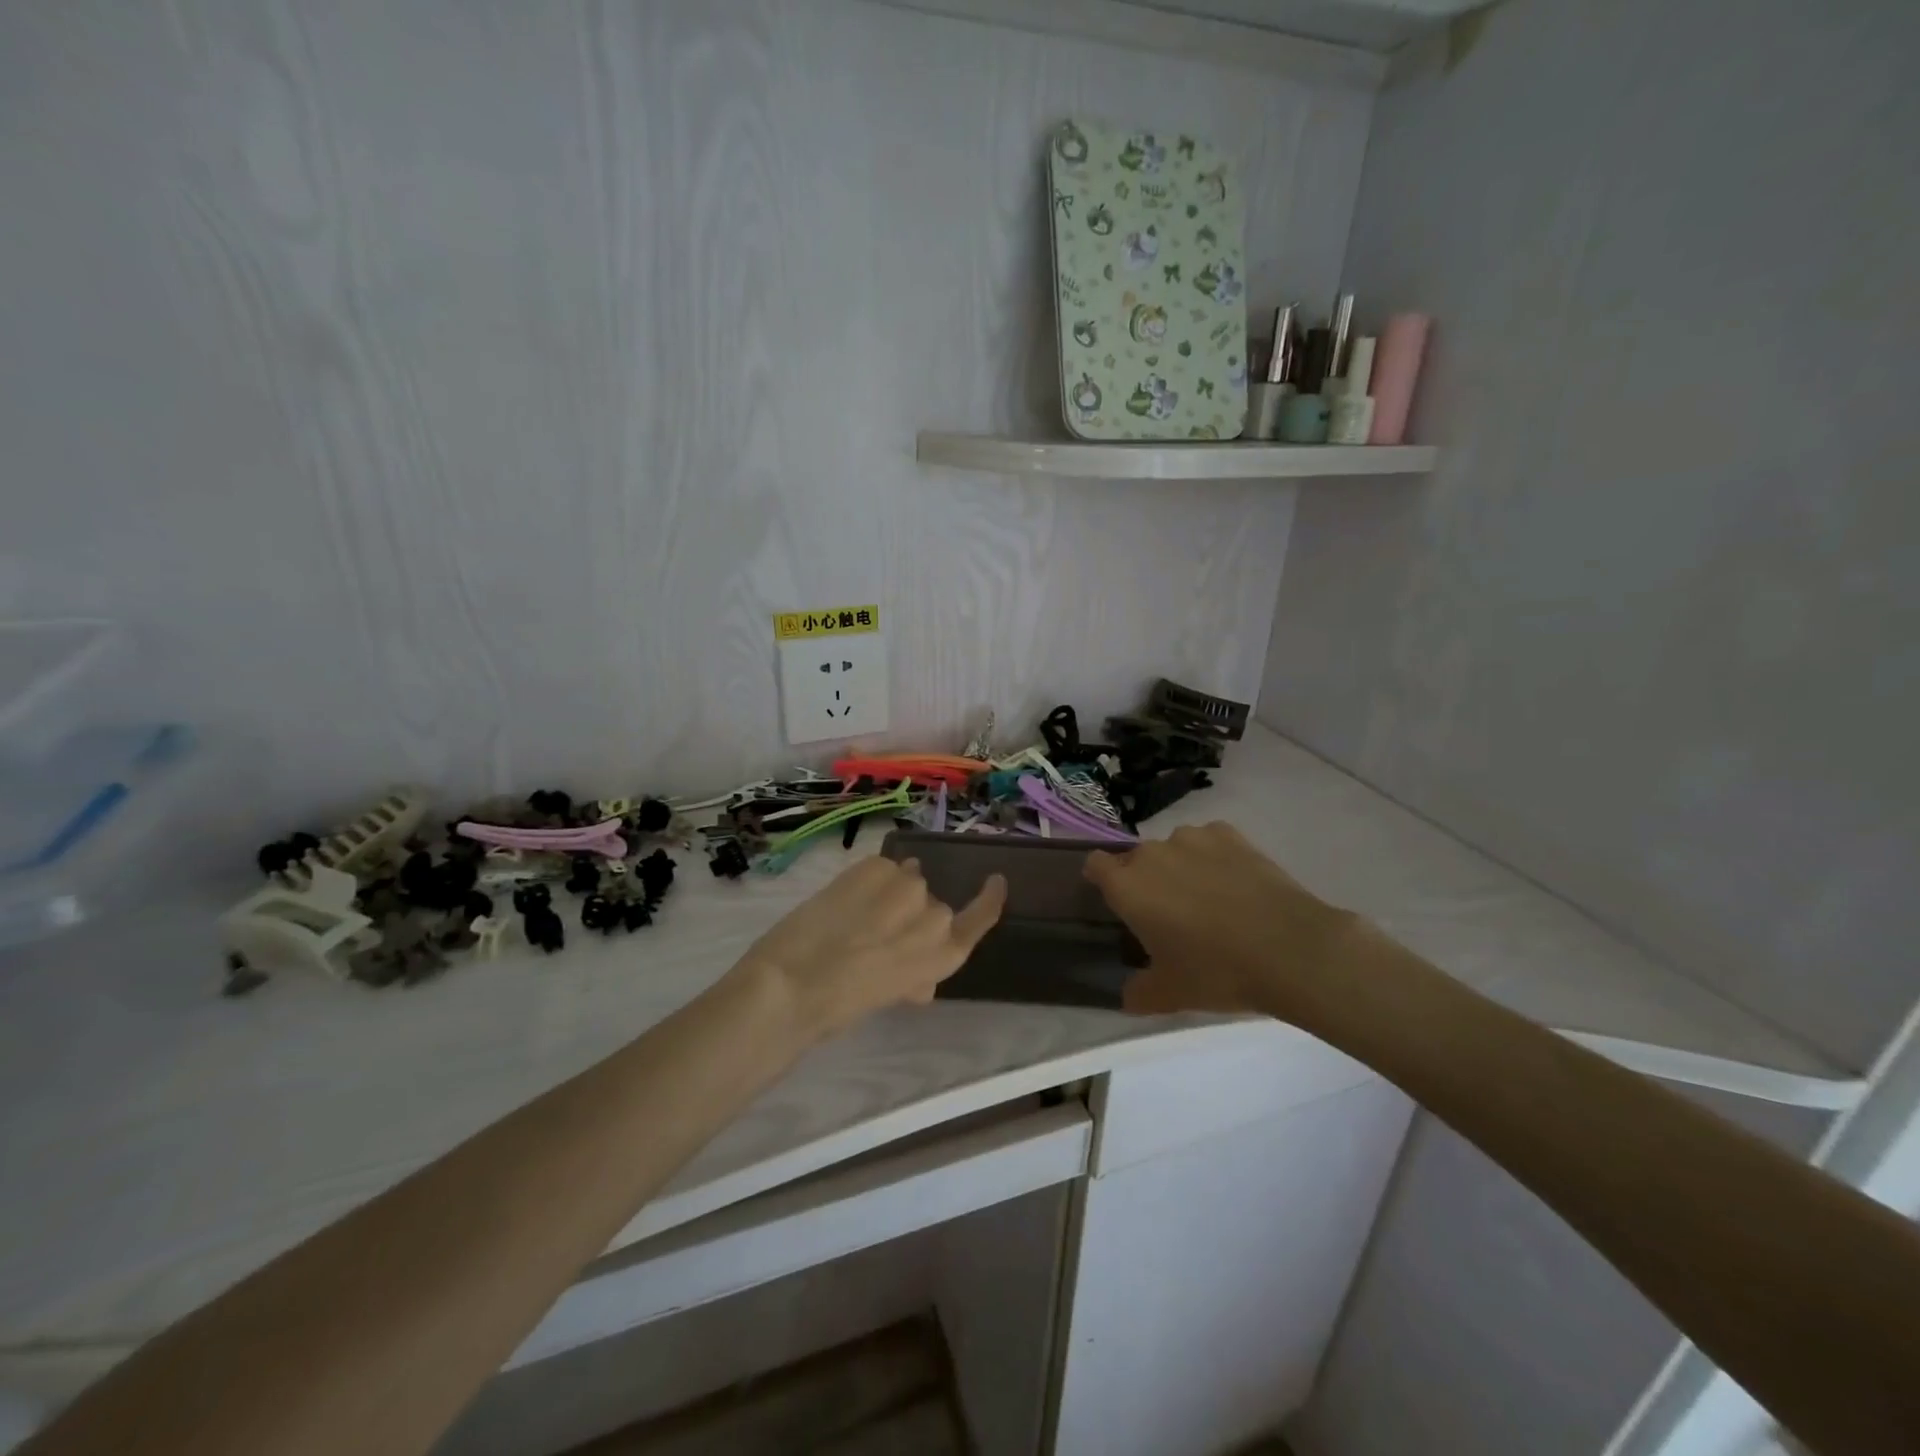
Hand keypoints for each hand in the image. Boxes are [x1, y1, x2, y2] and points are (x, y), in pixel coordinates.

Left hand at [730, 857, 1006, 1041]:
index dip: (988, 900)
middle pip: (931, 904)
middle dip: (910, 914)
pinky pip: (881, 867)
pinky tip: (844, 898)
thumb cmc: (841, 1008)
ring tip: (855, 912)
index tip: (994, 882)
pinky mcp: (877, 866)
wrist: (793, 982)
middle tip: (876, 932)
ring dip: (889, 892)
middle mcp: (935, 918)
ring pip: (906, 879)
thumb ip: (911, 978)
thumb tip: (918, 983)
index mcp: (943, 956)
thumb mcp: (887, 996)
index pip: (980, 918)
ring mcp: (907, 886)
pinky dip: (867, 880)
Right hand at [1085, 822, 1354, 1019]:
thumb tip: (1128, 995)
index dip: (1101, 879)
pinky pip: (1209, 842)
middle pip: (1136, 859)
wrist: (1291, 949)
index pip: (1095, 864)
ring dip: (1179, 867)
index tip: (1117, 901)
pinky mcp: (1231, 834)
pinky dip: (1214, 858)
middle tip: (1169, 915)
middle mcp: (1152, 853)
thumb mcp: (1170, 994)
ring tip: (1208, 899)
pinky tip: (1236, 885)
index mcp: (1127, 886)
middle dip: (1146, 880)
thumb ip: (1139, 992)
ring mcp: (1193, 838)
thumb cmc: (1217, 971)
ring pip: (1174, 849)